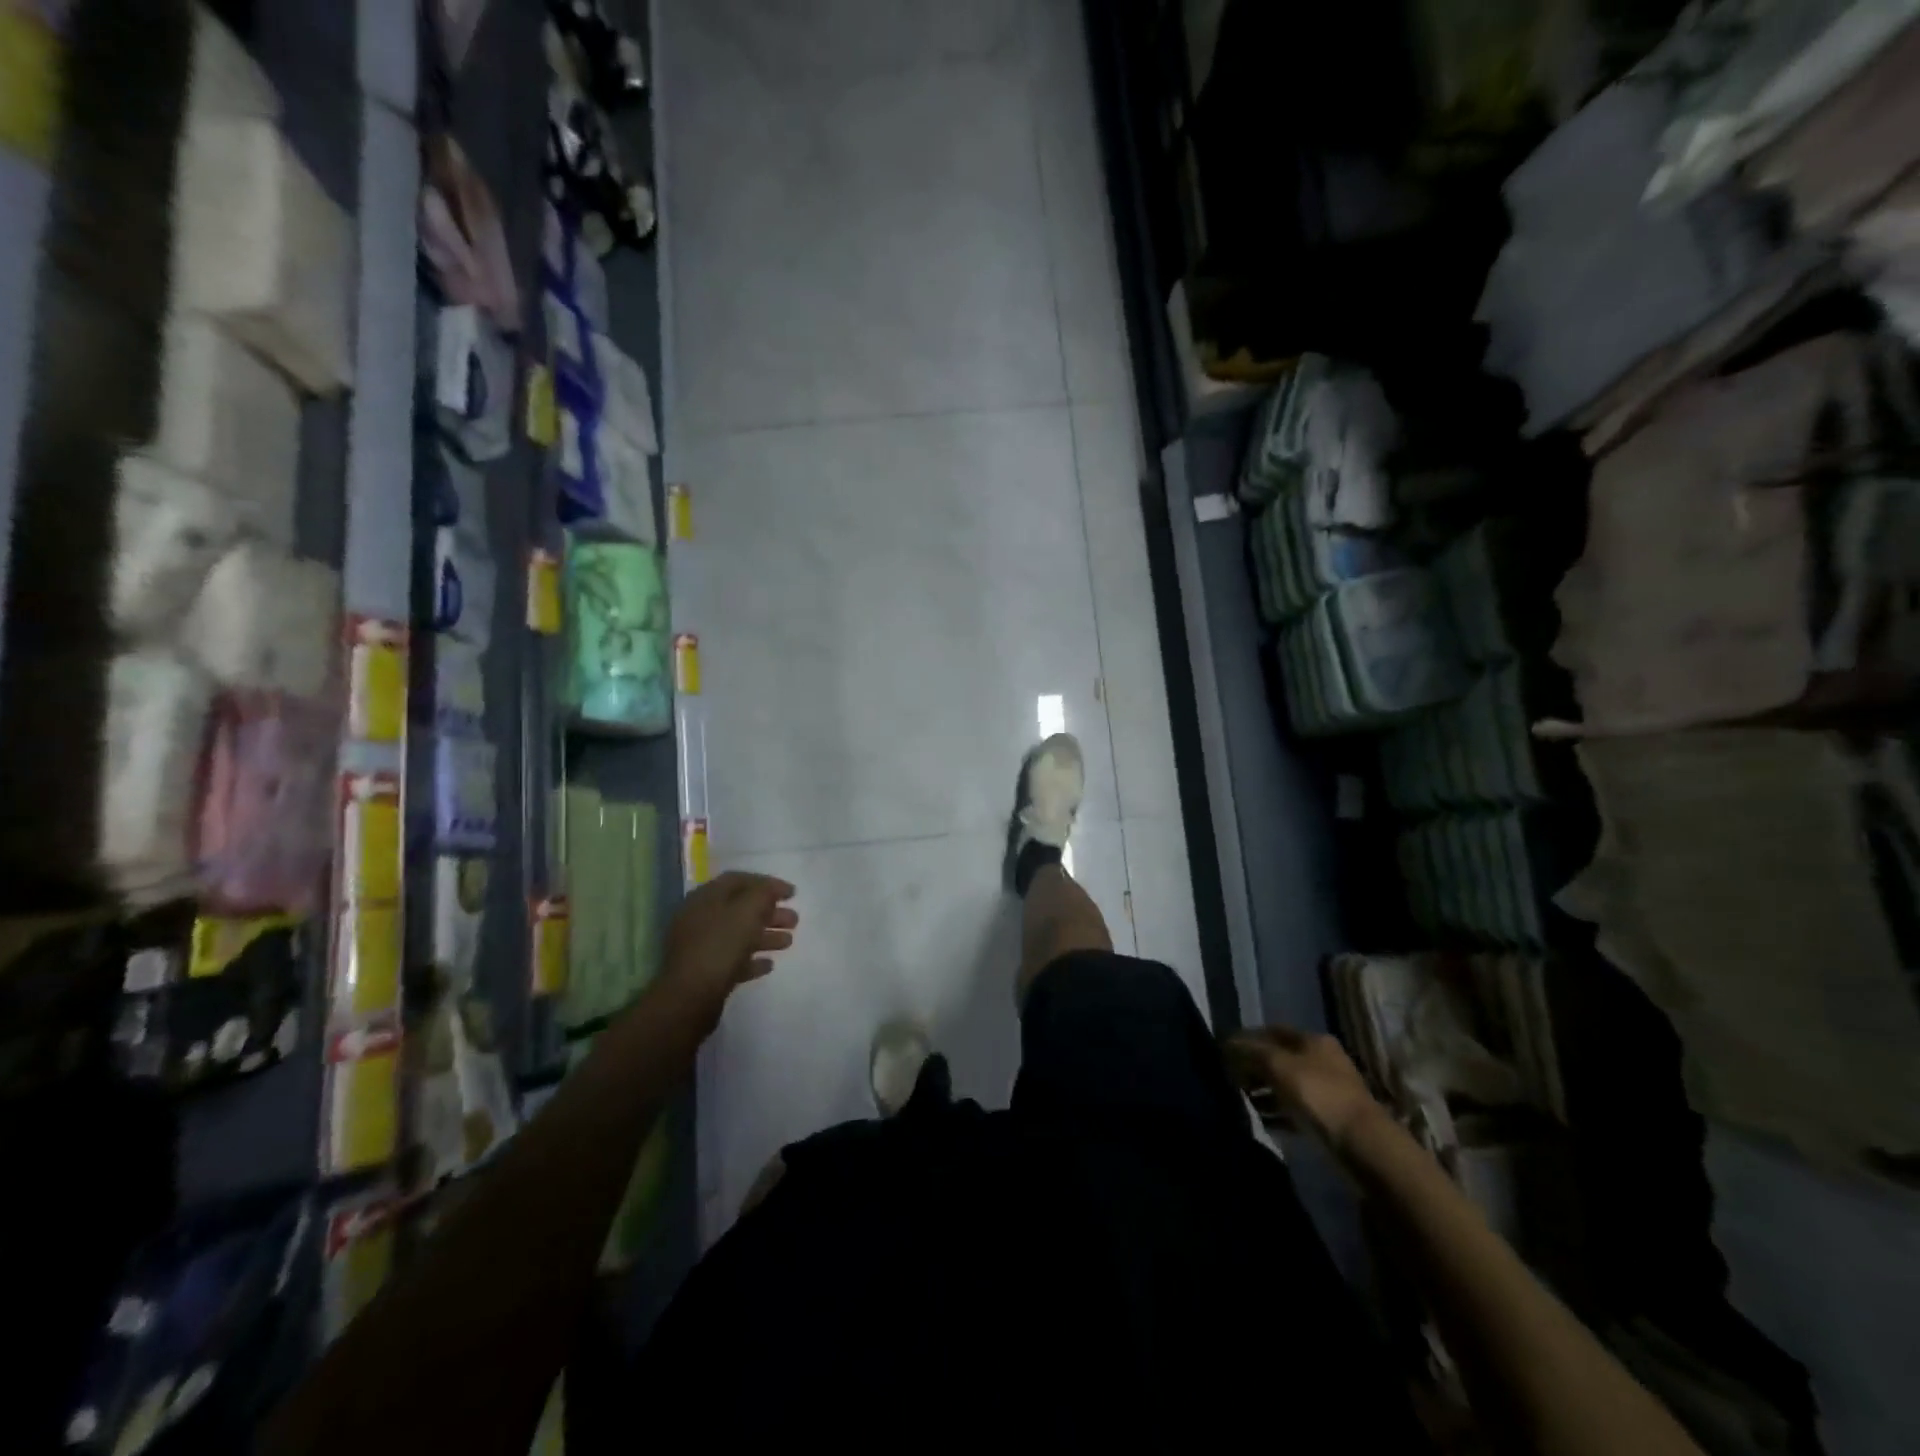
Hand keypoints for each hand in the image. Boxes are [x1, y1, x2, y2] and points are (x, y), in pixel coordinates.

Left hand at [661, 872, 797, 1017]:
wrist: (690, 997)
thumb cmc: (720, 946)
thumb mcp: (747, 911)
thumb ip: (763, 894)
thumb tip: (772, 889)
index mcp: (706, 898)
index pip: (739, 880)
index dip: (767, 883)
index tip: (792, 893)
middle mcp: (700, 918)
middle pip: (741, 909)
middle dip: (770, 912)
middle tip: (794, 920)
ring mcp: (701, 947)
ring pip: (739, 935)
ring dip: (765, 936)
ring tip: (788, 942)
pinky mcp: (705, 972)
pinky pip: (732, 960)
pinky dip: (752, 959)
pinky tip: (769, 964)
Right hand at [1225, 1025, 1380, 1151]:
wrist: (1363, 1145)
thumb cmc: (1319, 1095)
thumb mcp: (1278, 1066)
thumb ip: (1250, 1051)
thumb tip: (1226, 1043)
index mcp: (1313, 1040)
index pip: (1272, 1030)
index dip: (1247, 1038)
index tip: (1224, 1050)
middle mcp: (1322, 1059)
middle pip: (1279, 1057)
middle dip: (1253, 1066)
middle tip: (1231, 1077)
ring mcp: (1328, 1090)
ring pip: (1286, 1084)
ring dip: (1264, 1090)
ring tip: (1242, 1099)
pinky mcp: (1329, 1118)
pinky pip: (1295, 1109)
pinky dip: (1277, 1111)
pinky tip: (1262, 1120)